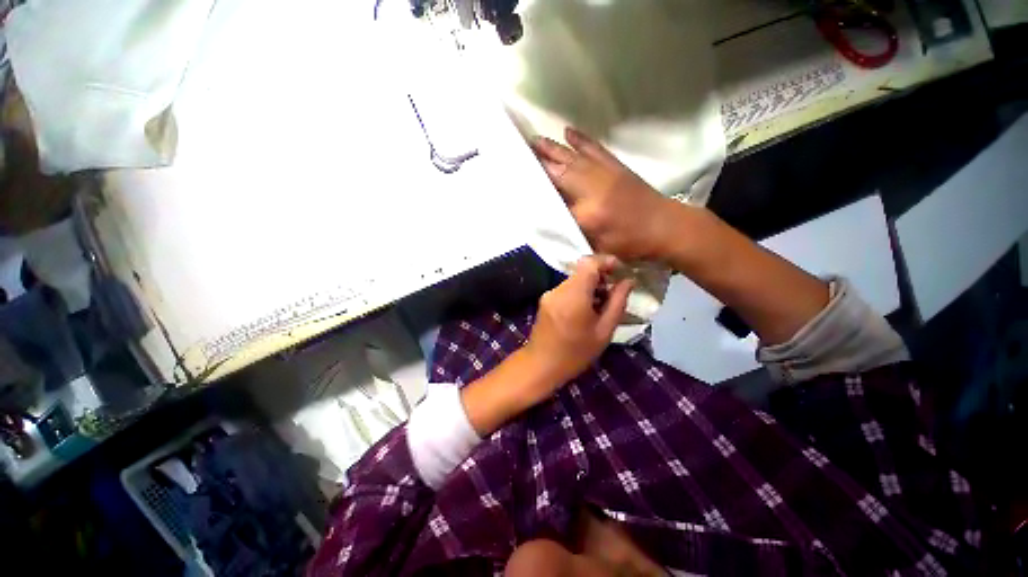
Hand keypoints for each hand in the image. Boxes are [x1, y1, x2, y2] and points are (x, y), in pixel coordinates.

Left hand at [523, 255, 633, 387]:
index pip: (589, 263)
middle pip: (582, 271)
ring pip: (575, 280)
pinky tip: (585, 311)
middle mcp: (559, 289)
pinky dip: (579, 293)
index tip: (620, 271)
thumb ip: (617, 303)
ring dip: (590, 286)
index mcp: (574, 295)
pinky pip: (566, 288)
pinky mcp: (545, 299)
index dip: (606, 262)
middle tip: (613, 294)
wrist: (541, 365)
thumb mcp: (604, 332)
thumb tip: (628, 281)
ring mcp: (549, 293)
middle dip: (601, 277)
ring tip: (600, 306)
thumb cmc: (576, 353)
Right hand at [532, 127, 676, 261]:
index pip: (555, 201)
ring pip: (574, 158)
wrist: (664, 227)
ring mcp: (605, 174)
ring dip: (553, 148)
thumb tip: (554, 217)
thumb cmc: (630, 243)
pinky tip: (568, 131)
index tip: (521, 181)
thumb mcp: (598, 246)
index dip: (538, 190)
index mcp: (586, 214)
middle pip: (560, 173)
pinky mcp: (615, 166)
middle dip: (540, 161)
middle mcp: (592, 189)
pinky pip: (595, 149)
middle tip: (521, 150)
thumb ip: (574, 231)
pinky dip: (581, 140)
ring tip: (535, 139)